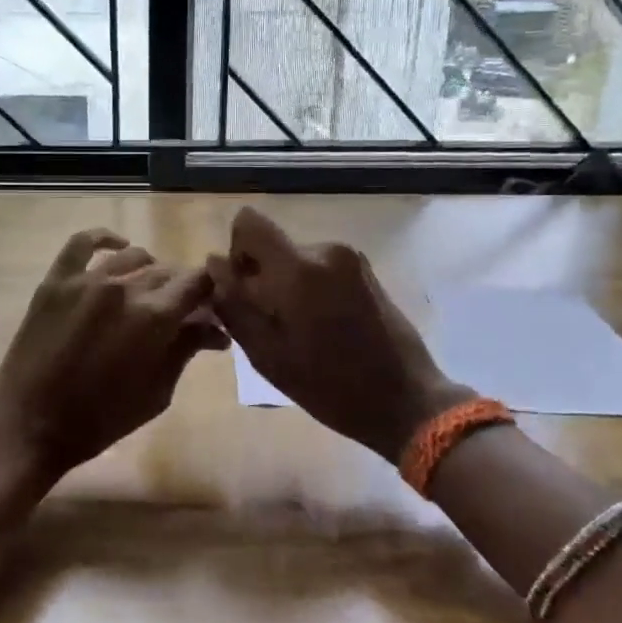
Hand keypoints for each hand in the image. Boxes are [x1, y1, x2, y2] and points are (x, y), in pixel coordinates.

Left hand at [0, 228, 227, 482]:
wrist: (32, 425)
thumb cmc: (102, 419)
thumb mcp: (157, 392)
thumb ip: (185, 350)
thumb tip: (215, 329)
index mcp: (154, 317)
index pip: (198, 282)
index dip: (211, 290)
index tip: (211, 304)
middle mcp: (124, 288)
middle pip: (167, 271)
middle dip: (182, 288)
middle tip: (182, 310)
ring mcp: (86, 280)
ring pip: (133, 256)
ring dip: (150, 270)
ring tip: (149, 290)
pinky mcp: (56, 280)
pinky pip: (82, 243)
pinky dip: (105, 239)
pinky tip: (118, 246)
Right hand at [206, 207, 466, 461]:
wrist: (406, 400)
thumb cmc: (329, 386)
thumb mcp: (267, 354)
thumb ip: (234, 304)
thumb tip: (215, 264)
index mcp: (298, 269)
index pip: (249, 223)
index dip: (237, 252)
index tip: (245, 290)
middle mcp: (325, 250)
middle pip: (272, 245)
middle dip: (262, 277)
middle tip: (273, 326)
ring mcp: (350, 258)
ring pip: (295, 258)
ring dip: (288, 286)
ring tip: (302, 332)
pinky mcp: (366, 270)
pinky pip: (319, 267)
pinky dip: (311, 289)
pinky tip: (325, 327)